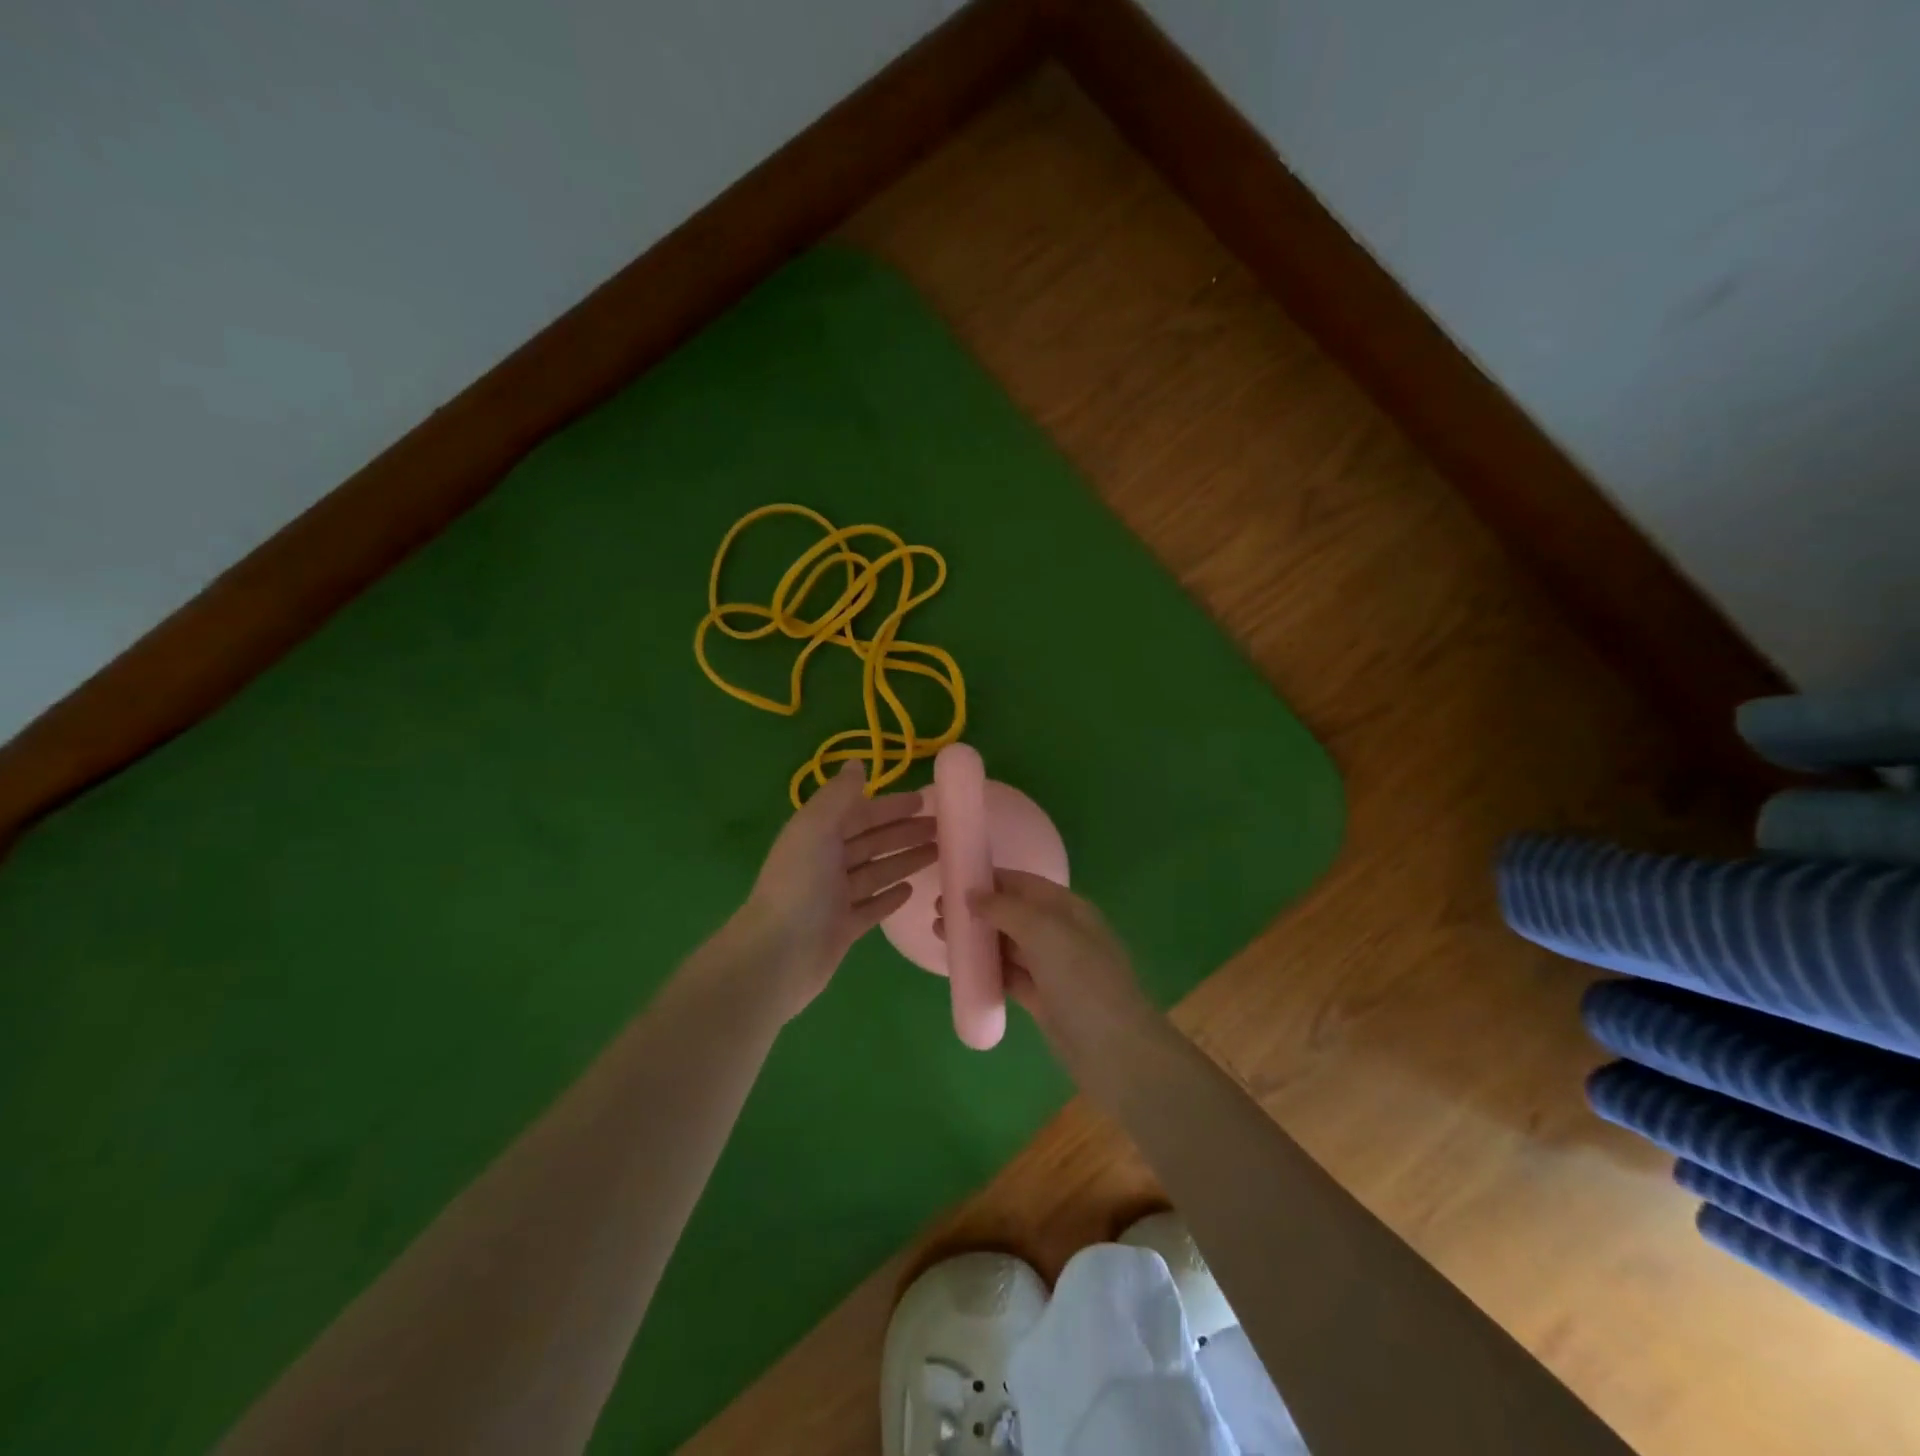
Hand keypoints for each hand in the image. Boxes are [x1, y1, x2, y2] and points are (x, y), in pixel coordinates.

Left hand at [734, 760, 936, 1020]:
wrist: (778, 956)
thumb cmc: (799, 885)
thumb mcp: (816, 829)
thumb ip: (839, 795)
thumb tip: (857, 762)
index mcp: (817, 835)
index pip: (860, 813)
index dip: (890, 806)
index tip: (924, 800)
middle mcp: (825, 863)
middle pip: (872, 841)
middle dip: (904, 832)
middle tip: (943, 829)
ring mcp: (834, 898)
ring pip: (876, 872)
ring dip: (904, 860)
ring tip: (938, 854)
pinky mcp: (843, 928)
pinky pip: (872, 907)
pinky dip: (890, 896)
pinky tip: (911, 890)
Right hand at [940, 870, 1159, 1070]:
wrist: (1117, 1054)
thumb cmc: (1083, 982)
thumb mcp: (1046, 933)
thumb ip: (1007, 909)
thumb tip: (973, 893)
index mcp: (1068, 909)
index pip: (1024, 883)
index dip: (990, 878)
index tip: (953, 878)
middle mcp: (1061, 933)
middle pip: (1013, 912)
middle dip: (978, 909)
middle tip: (938, 911)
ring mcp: (1052, 968)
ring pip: (1008, 945)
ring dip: (977, 939)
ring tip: (940, 935)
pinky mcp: (1043, 1000)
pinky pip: (1009, 975)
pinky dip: (987, 969)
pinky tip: (960, 968)